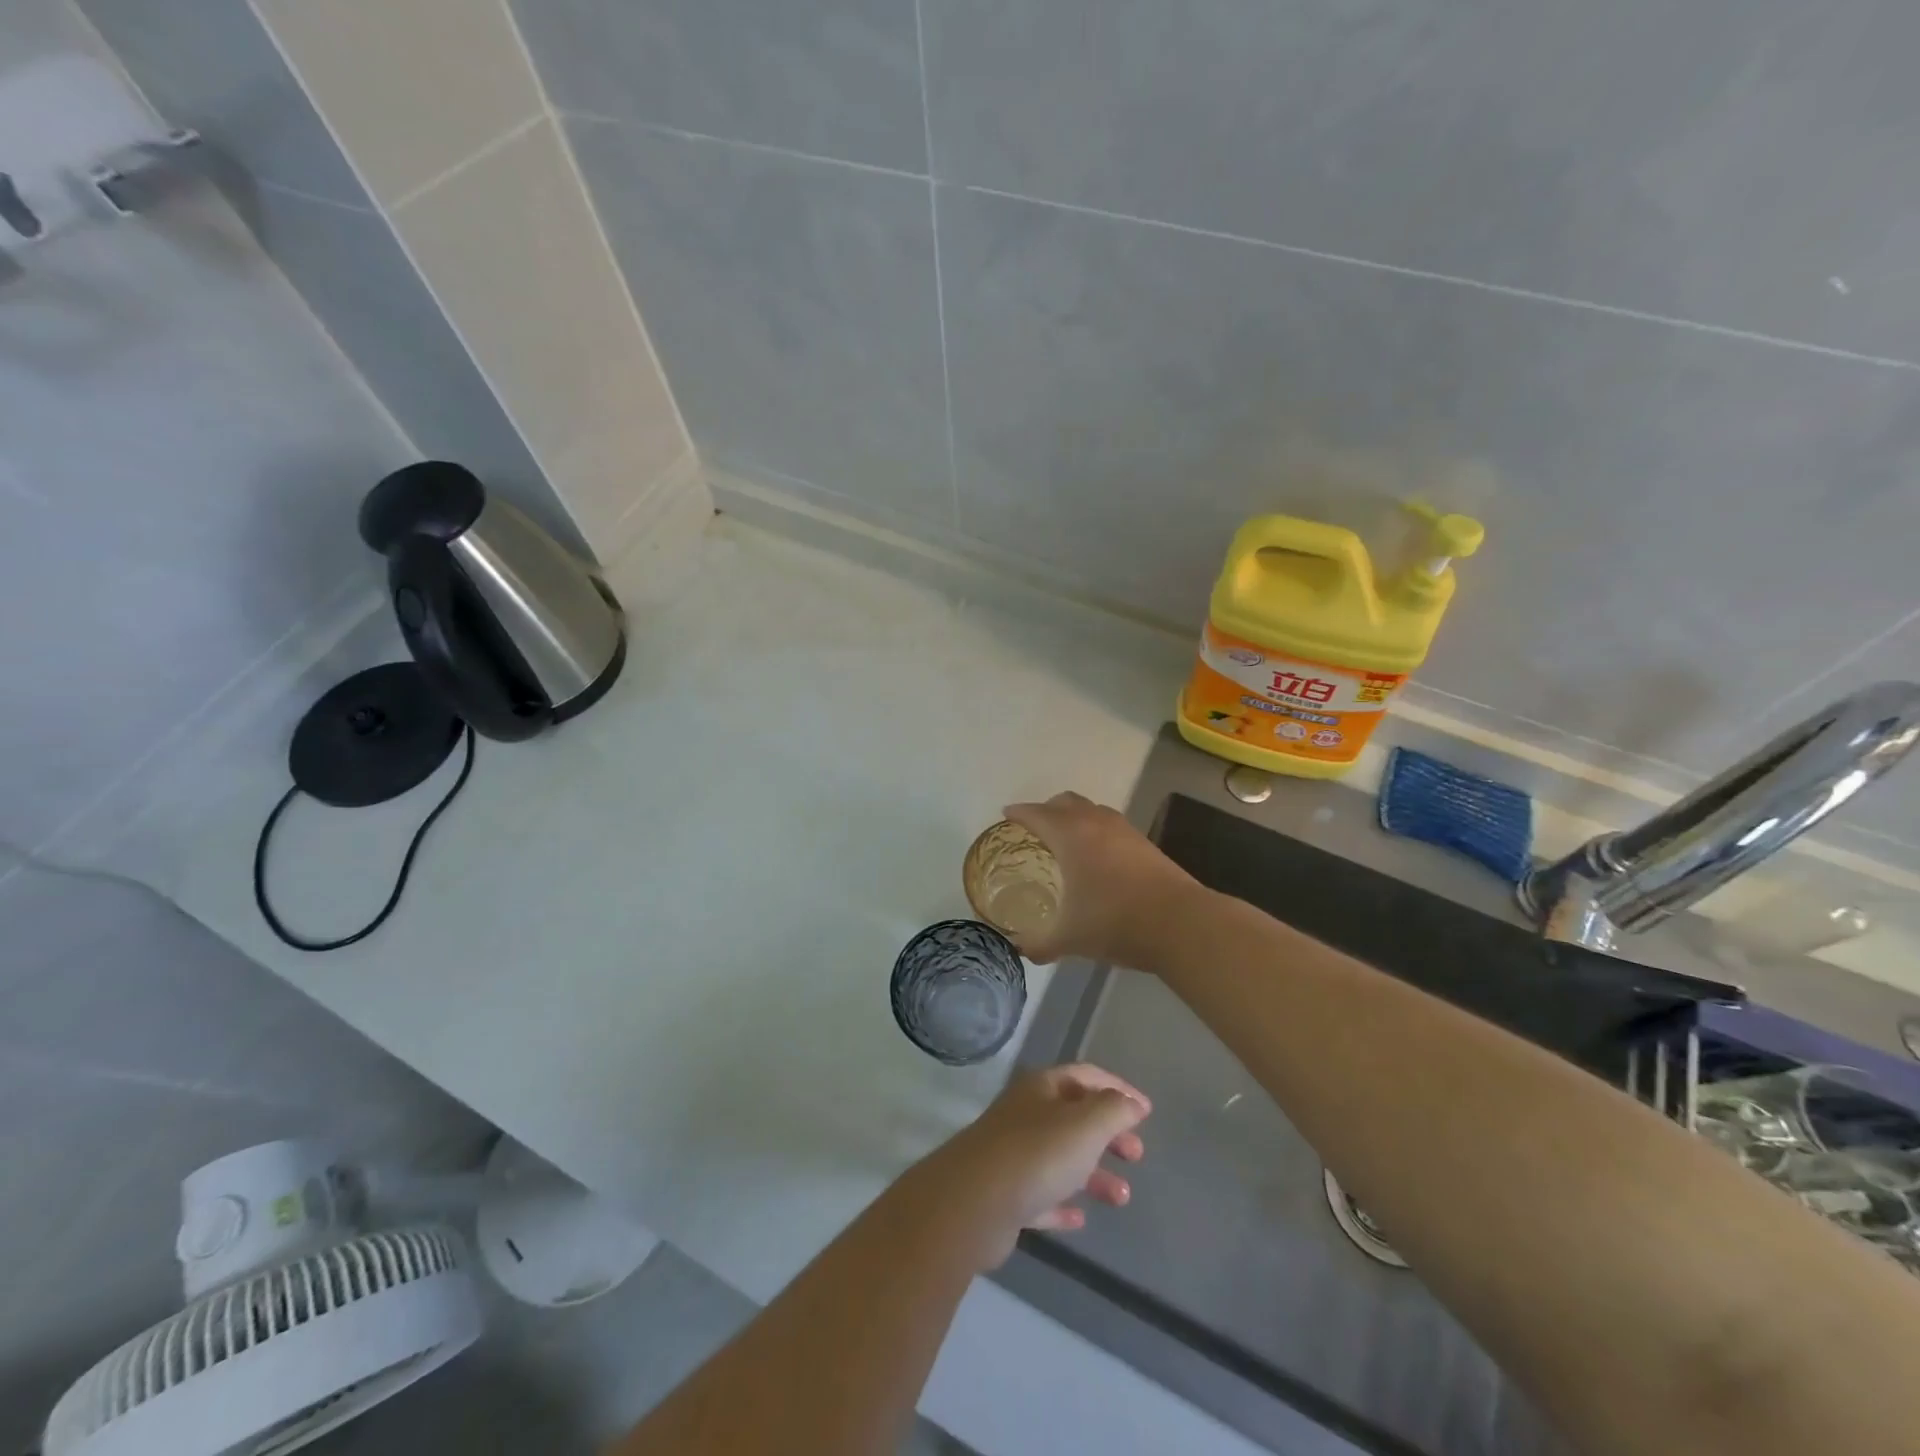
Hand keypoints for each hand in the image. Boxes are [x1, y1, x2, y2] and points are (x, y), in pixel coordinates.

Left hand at [916, 1064, 1150, 1269]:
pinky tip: (1080, 1219)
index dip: (1118, 1089)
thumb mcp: (1086, 1124)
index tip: (1146, 1111)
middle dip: (1108, 1133)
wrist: (972, 1204)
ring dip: (1093, 1174)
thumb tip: (1132, 1103)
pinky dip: (1062, 1204)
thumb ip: (1114, 1110)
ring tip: (1122, 1198)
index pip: (1086, 1076)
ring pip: (1060, 1158)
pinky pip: (1041, 1196)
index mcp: (1042, 1088)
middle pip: (1074, 1117)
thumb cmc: (1036, 1154)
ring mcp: (1011, 1155)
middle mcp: (1025, 1114)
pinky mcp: (1004, 1196)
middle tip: (1136, 1154)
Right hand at [1003, 792, 1201, 966]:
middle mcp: (1096, 823)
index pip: (1037, 814)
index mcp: (1070, 836)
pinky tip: (1098, 857)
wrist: (1180, 924)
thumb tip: (1020, 950)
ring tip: (1067, 839)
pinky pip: (1112, 825)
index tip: (1007, 814)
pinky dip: (1097, 830)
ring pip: (1093, 809)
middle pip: (1066, 801)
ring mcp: (1125, 831)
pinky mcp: (1146, 843)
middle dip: (1047, 808)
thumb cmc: (1115, 923)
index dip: (1019, 813)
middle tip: (1035, 826)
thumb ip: (1039, 944)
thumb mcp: (1069, 938)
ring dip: (1076, 816)